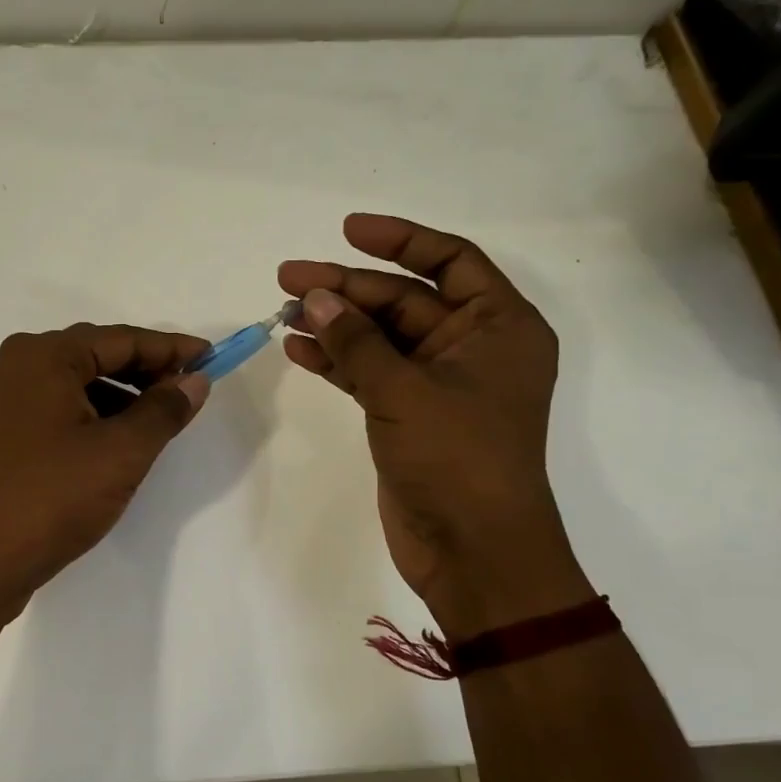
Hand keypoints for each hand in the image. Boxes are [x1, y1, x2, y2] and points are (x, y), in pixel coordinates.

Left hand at [0, 324, 211, 617]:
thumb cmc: (53, 497)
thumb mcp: (122, 452)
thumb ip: (164, 410)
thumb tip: (195, 381)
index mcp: (42, 356)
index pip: (120, 339)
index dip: (170, 349)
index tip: (211, 358)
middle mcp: (16, 366)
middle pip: (95, 355)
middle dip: (145, 370)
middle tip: (189, 390)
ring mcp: (4, 400)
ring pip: (76, 383)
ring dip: (121, 394)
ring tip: (160, 419)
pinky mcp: (1, 433)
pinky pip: (58, 407)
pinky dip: (93, 415)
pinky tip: (119, 439)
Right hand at [280, 214, 593, 637]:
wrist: (474, 551)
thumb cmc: (459, 460)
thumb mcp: (405, 391)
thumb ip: (357, 343)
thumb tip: (314, 300)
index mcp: (499, 326)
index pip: (451, 260)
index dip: (400, 240)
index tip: (347, 230)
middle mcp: (472, 347)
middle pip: (404, 299)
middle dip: (346, 288)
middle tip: (287, 278)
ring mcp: (438, 383)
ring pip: (380, 337)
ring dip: (335, 324)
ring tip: (281, 310)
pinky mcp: (409, 414)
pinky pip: (369, 372)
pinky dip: (336, 361)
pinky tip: (297, 349)